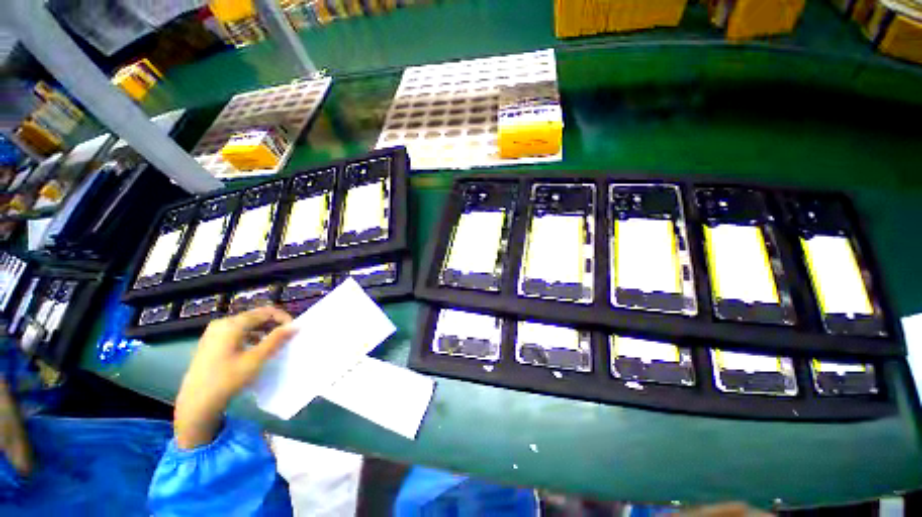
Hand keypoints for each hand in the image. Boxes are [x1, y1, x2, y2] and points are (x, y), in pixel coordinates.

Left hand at [174, 306, 294, 448]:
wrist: (196, 402)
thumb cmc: (227, 379)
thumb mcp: (256, 359)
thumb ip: (276, 340)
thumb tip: (295, 326)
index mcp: (233, 324)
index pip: (265, 311)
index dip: (283, 318)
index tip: (293, 330)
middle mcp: (222, 323)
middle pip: (255, 316)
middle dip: (273, 324)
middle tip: (286, 337)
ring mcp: (214, 332)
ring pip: (246, 324)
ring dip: (263, 330)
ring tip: (274, 344)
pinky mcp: (211, 342)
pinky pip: (237, 332)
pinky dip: (251, 336)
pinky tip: (255, 349)